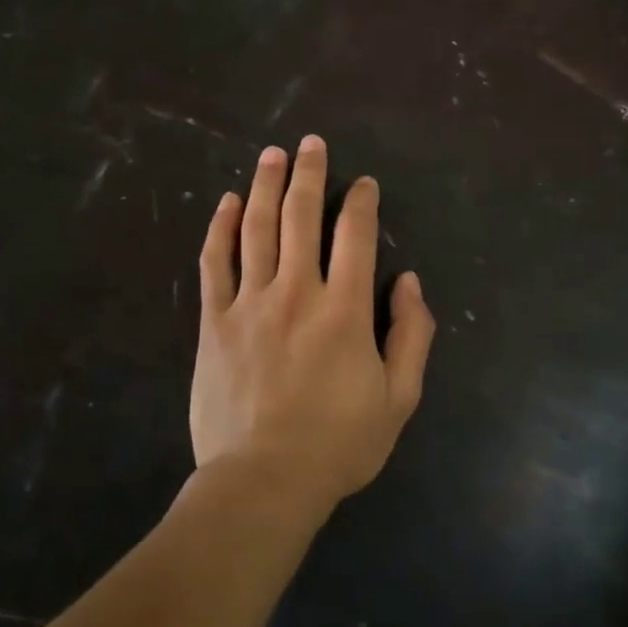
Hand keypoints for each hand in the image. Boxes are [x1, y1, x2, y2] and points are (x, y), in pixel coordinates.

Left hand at [190, 135, 434, 513]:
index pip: (355, 236)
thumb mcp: (399, 398)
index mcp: (345, 310)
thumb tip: (409, 282)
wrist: (262, 483)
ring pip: (258, 229)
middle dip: (310, 174)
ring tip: (273, 154)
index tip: (364, 184)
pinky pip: (215, 263)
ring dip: (267, 185)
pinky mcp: (215, 322)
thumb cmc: (338, 444)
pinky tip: (229, 202)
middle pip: (302, 216)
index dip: (362, 202)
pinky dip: (222, 227)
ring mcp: (250, 304)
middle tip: (311, 143)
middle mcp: (297, 292)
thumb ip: (412, 335)